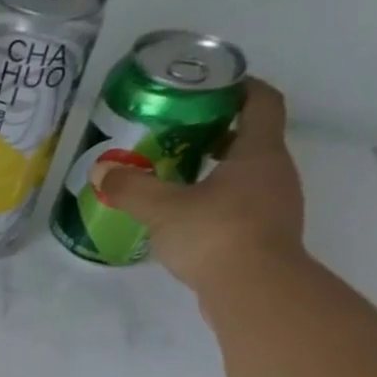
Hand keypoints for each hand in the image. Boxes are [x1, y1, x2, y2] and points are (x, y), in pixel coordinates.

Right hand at [93, 80, 306, 294]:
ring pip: (247, 176)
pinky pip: (243, 207)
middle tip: (181, 136)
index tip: (213, 85)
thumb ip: (131, 188)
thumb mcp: (163, 209)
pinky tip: (188, 218)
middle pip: (254, 139)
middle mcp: (275, 173)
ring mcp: (275, 207)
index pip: (262, 102)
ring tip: (178, 178)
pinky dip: (219, 202)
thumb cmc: (215, 235)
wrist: (255, 291)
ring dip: (218, 171)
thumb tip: (101, 171)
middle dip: (220, 133)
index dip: (241, 87)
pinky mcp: (266, 237)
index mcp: (259, 153)